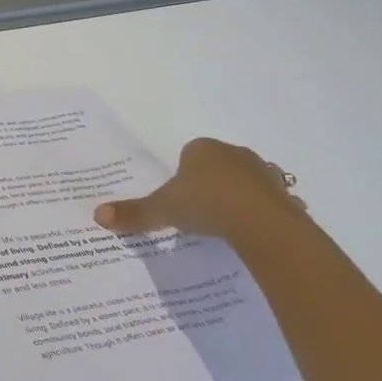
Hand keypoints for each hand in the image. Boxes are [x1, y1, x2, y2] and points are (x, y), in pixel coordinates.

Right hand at [95, 138, 305, 242]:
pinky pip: (269, 202)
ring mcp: (264, 173)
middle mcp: (234, 153)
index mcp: (202, 149)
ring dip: (238, 197)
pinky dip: (262, 214)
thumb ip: (133, 212)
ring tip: (225, 224)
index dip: (182, 175)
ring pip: (245, 182)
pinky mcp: (284, 195)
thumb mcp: (162, 209)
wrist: (261, 223)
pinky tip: (253, 232)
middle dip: (210, 184)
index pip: (188, 154)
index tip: (178, 198)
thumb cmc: (206, 204)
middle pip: (217, 166)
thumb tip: (97, 215)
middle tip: (198, 212)